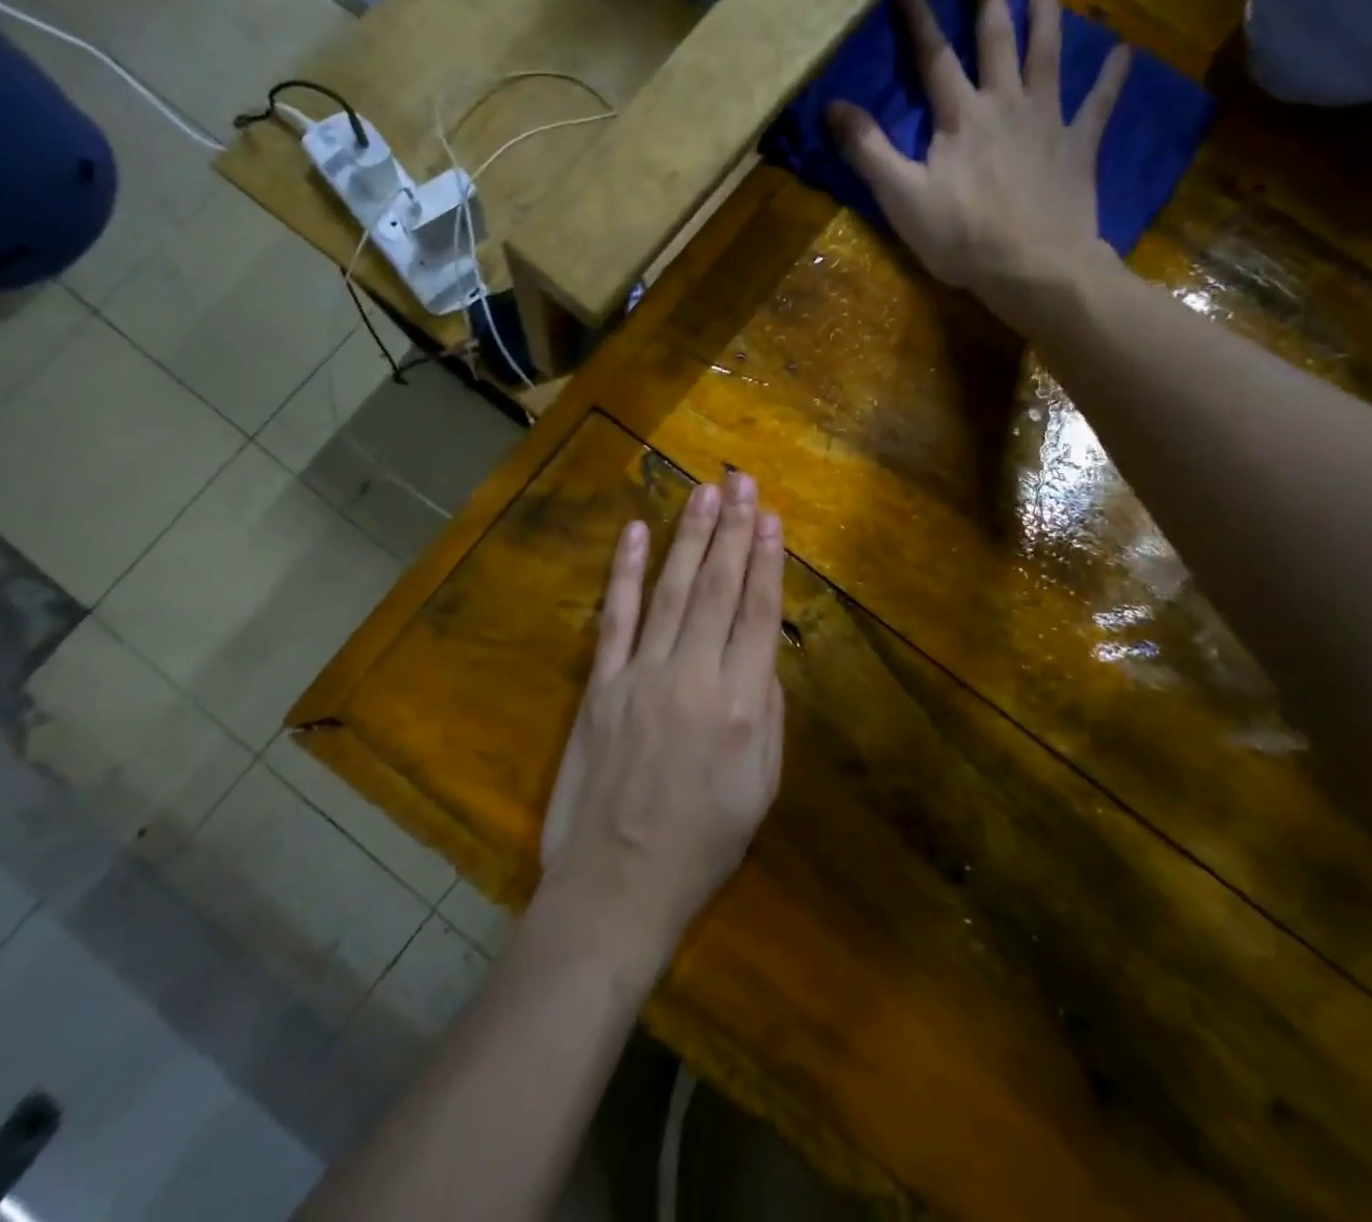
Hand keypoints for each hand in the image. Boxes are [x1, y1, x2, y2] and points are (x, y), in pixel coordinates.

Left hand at [537, 473, 785, 982]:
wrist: (616, 888)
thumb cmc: (702, 847)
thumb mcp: (760, 790)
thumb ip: (768, 715)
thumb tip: (763, 656)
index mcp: (741, 707)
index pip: (758, 614)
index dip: (767, 561)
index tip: (771, 517)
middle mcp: (693, 678)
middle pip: (717, 589)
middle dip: (732, 530)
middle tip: (742, 482)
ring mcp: (641, 676)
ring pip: (670, 591)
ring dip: (689, 537)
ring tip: (704, 492)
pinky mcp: (600, 686)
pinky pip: (616, 618)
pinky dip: (626, 573)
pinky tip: (637, 533)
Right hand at [827, 0, 1130, 316]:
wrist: (1031, 266)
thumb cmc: (961, 237)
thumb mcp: (902, 198)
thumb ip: (869, 151)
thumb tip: (832, 106)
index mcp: (960, 118)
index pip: (934, 59)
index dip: (919, 21)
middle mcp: (1005, 105)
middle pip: (996, 42)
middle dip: (990, 0)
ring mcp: (1047, 122)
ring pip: (1047, 58)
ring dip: (1046, 19)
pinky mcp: (1078, 148)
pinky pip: (1098, 106)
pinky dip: (1111, 79)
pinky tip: (1124, 53)